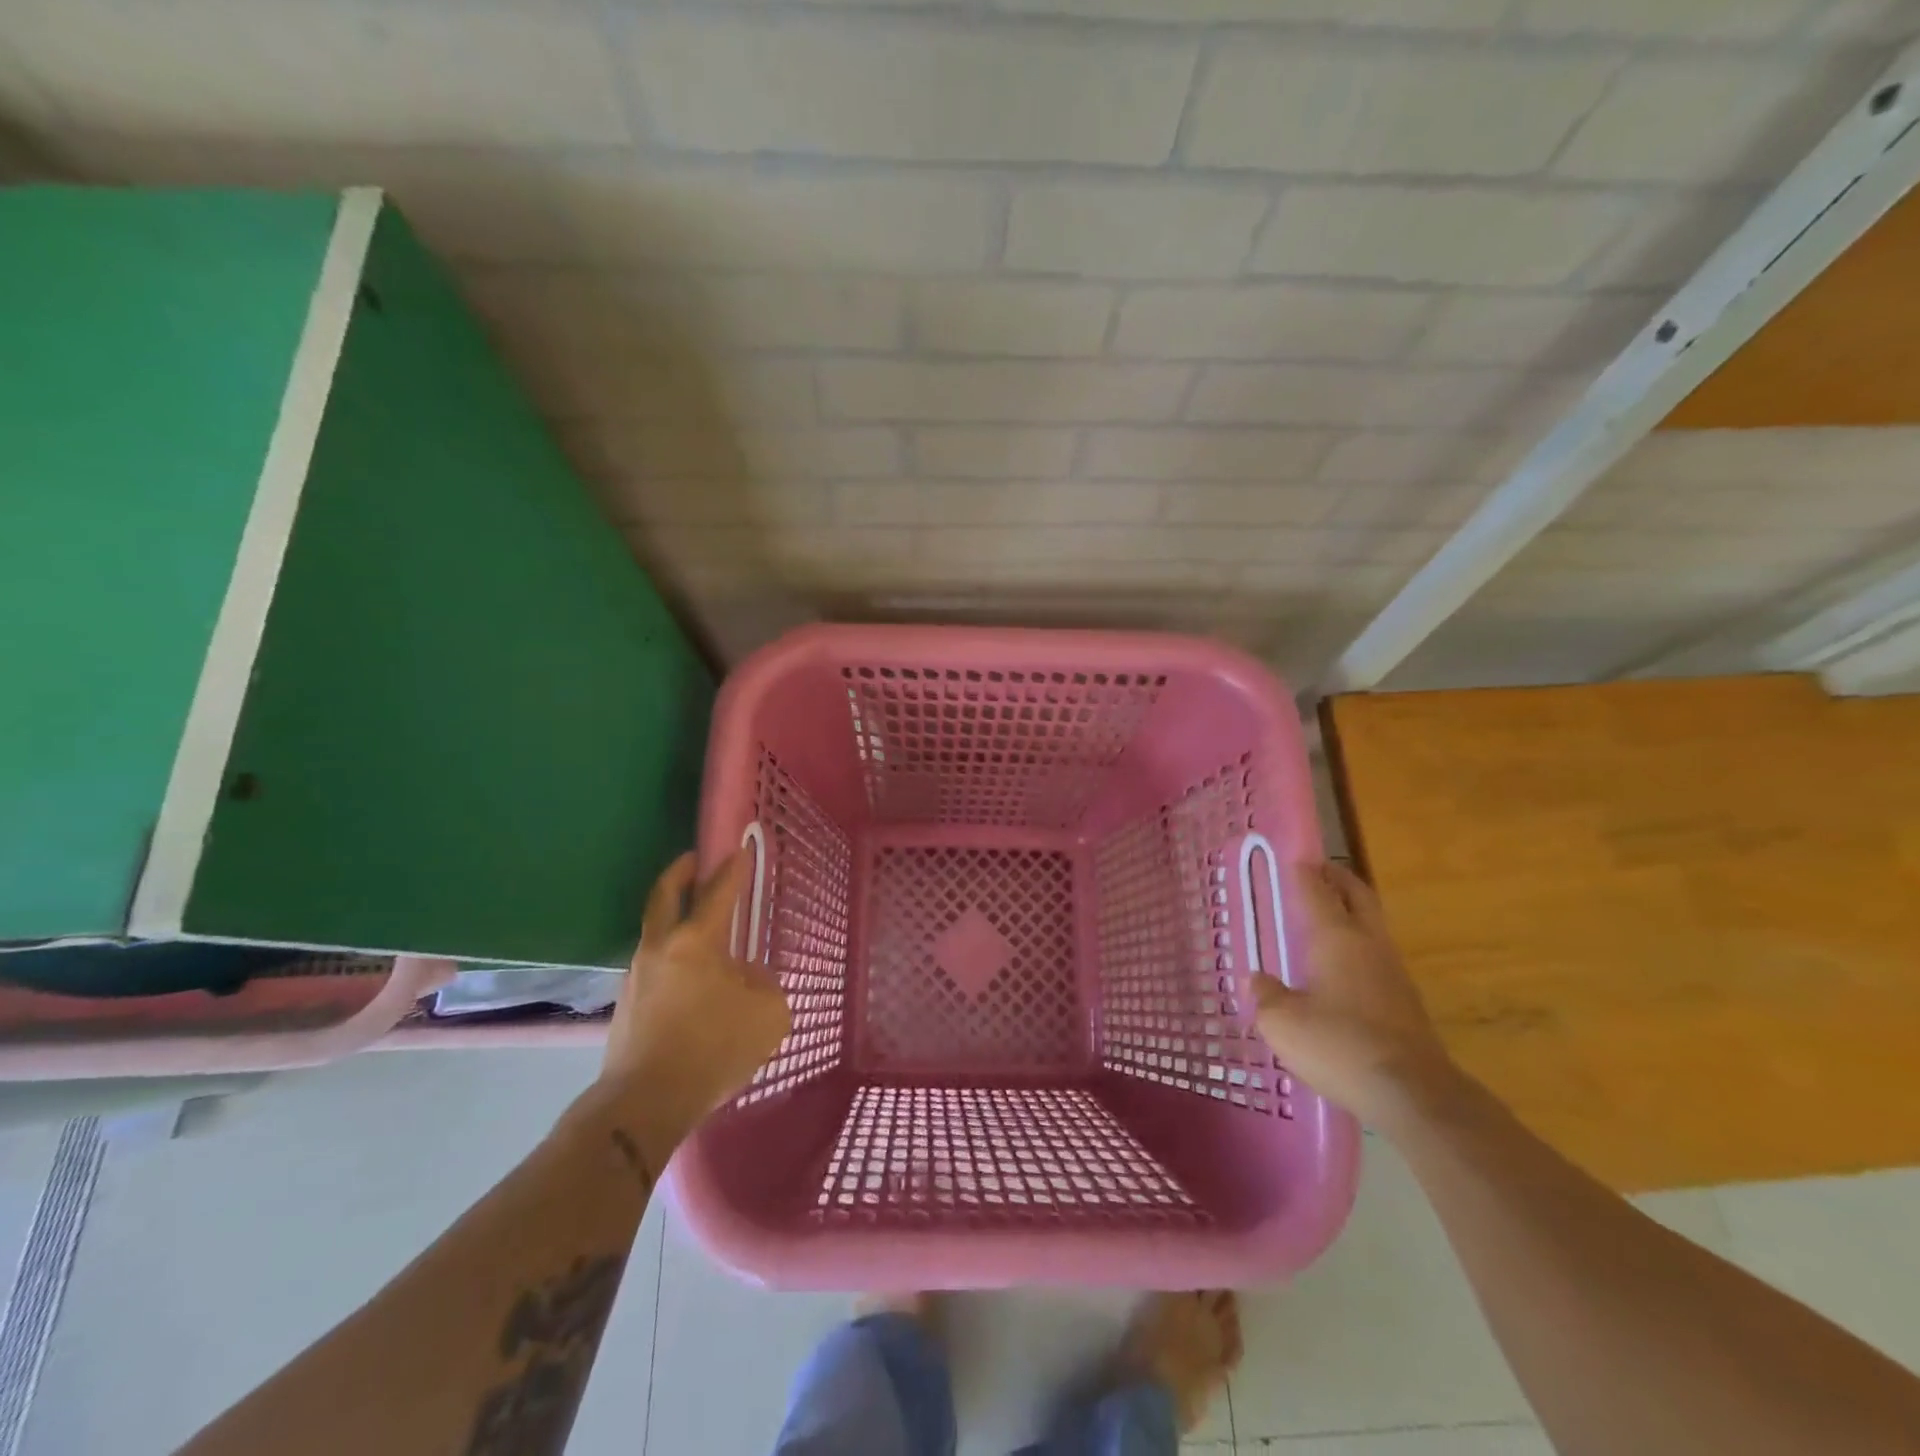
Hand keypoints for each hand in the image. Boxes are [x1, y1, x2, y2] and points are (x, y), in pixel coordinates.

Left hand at [600, 851, 792, 1130]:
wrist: (645, 1103)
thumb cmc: (713, 1049)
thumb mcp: (767, 1014)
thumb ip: (764, 984)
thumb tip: (747, 977)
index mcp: (695, 942)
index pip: (717, 893)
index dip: (732, 869)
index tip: (739, 850)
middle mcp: (660, 949)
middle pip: (664, 897)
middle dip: (679, 873)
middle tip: (691, 860)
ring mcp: (637, 977)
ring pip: (655, 934)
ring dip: (674, 919)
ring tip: (699, 929)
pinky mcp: (626, 1007)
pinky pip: (654, 968)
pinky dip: (671, 958)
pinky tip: (690, 980)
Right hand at [1251, 860, 1459, 1130]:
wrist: (1412, 1094)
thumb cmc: (1338, 1045)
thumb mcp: (1282, 1022)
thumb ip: (1266, 995)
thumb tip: (1256, 980)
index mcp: (1336, 937)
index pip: (1318, 891)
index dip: (1304, 872)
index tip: (1294, 857)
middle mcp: (1369, 945)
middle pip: (1358, 897)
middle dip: (1339, 879)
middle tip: (1320, 870)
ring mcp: (1394, 973)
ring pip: (1373, 925)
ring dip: (1353, 911)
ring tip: (1328, 914)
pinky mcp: (1407, 1002)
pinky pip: (1378, 957)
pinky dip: (1359, 946)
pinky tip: (1343, 966)